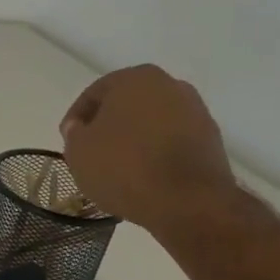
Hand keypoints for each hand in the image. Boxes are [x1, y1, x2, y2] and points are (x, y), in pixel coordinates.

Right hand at [59, 64, 234, 231]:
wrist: (188, 201)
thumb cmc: (124, 167)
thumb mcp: (78, 151)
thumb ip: (74, 133)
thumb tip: (80, 128)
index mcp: (135, 78)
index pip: (95, 94)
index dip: (76, 119)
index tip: (68, 142)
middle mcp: (171, 86)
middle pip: (127, 105)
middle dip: (108, 126)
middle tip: (92, 152)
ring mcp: (196, 112)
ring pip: (151, 123)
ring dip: (134, 140)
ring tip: (118, 168)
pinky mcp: (211, 141)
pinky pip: (172, 142)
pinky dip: (156, 153)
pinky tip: (143, 176)